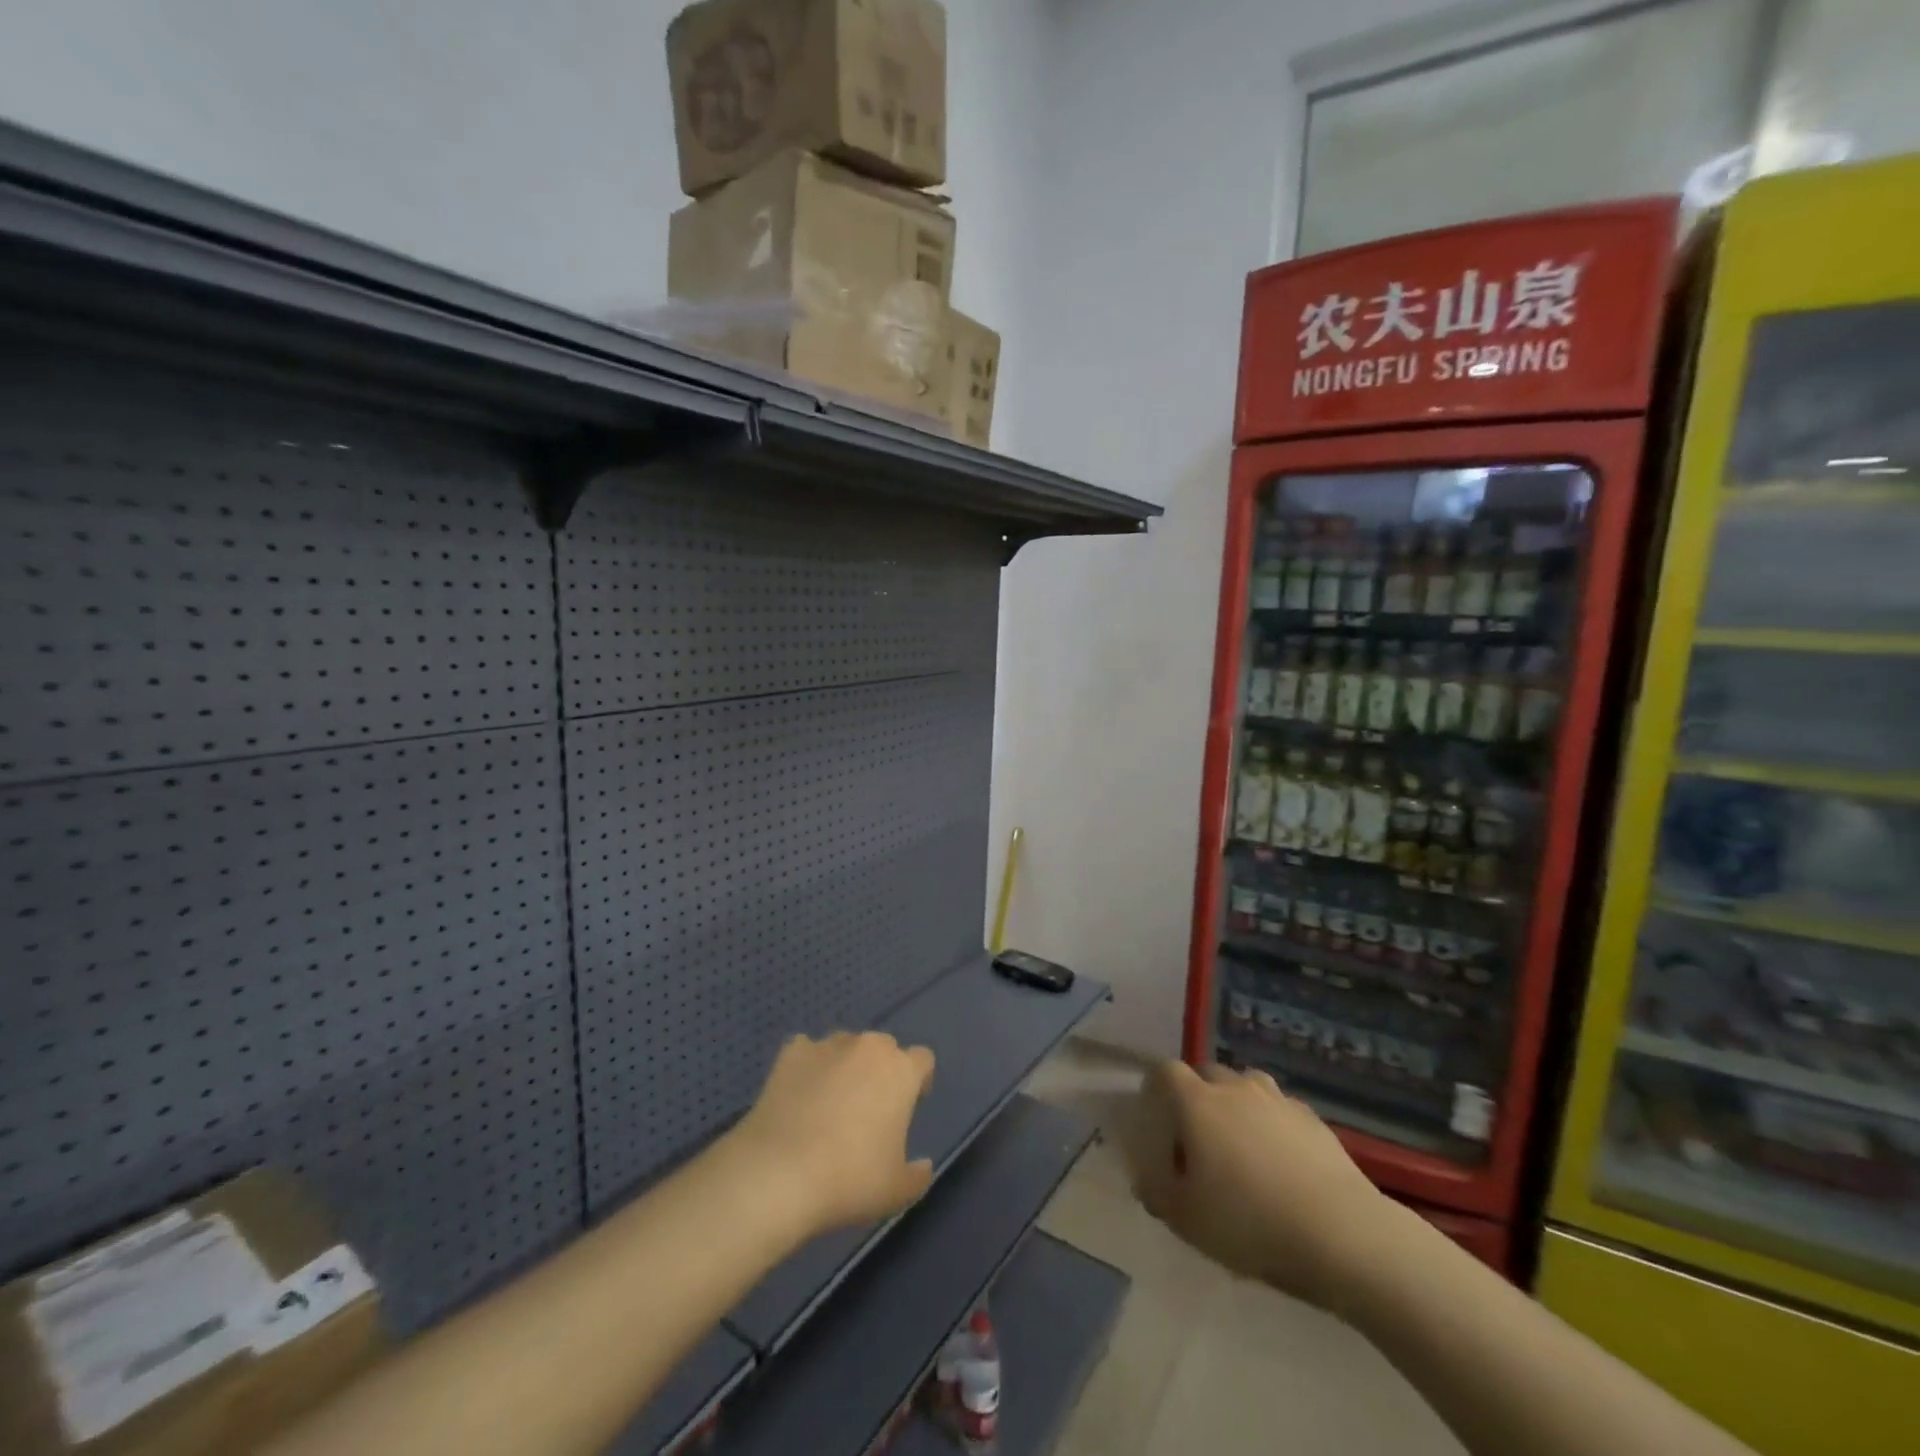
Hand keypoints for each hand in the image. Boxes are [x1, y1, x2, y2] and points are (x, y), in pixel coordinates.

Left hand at [727, 1031, 936, 1240]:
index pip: (922, 1060)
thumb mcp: (896, 1192)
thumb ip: (917, 1174)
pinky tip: (798, 1094)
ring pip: (845, 1045)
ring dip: (845, 1065)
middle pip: (884, 1047)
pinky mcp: (791, 1052)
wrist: (779, 1173)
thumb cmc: (849, 1180)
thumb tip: (923, 1165)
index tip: (909, 1105)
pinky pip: (807, 1051)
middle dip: (881, 1069)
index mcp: (901, 1071)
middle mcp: (868, 1047)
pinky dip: (807, 1066)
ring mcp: (828, 1045)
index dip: (918, 1081)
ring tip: (829, 1101)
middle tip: (868, 1107)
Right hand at [1126, 1060, 1406, 1310]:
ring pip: (1246, 1086)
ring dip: (1236, 1105)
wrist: (1342, 1234)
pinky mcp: (1313, 1119)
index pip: (1165, 1072)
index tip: (1155, 1115)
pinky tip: (1281, 1161)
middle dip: (1196, 1096)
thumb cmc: (1250, 1223)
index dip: (1156, 1087)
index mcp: (1197, 1102)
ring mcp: (1278, 1100)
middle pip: (1206, 1074)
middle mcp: (1235, 1088)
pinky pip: (1279, 1110)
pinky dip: (1272, 1124)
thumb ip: (1159, 1195)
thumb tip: (1146, 1182)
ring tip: (1240, 1145)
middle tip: (1197, 1137)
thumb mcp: (1188, 1221)